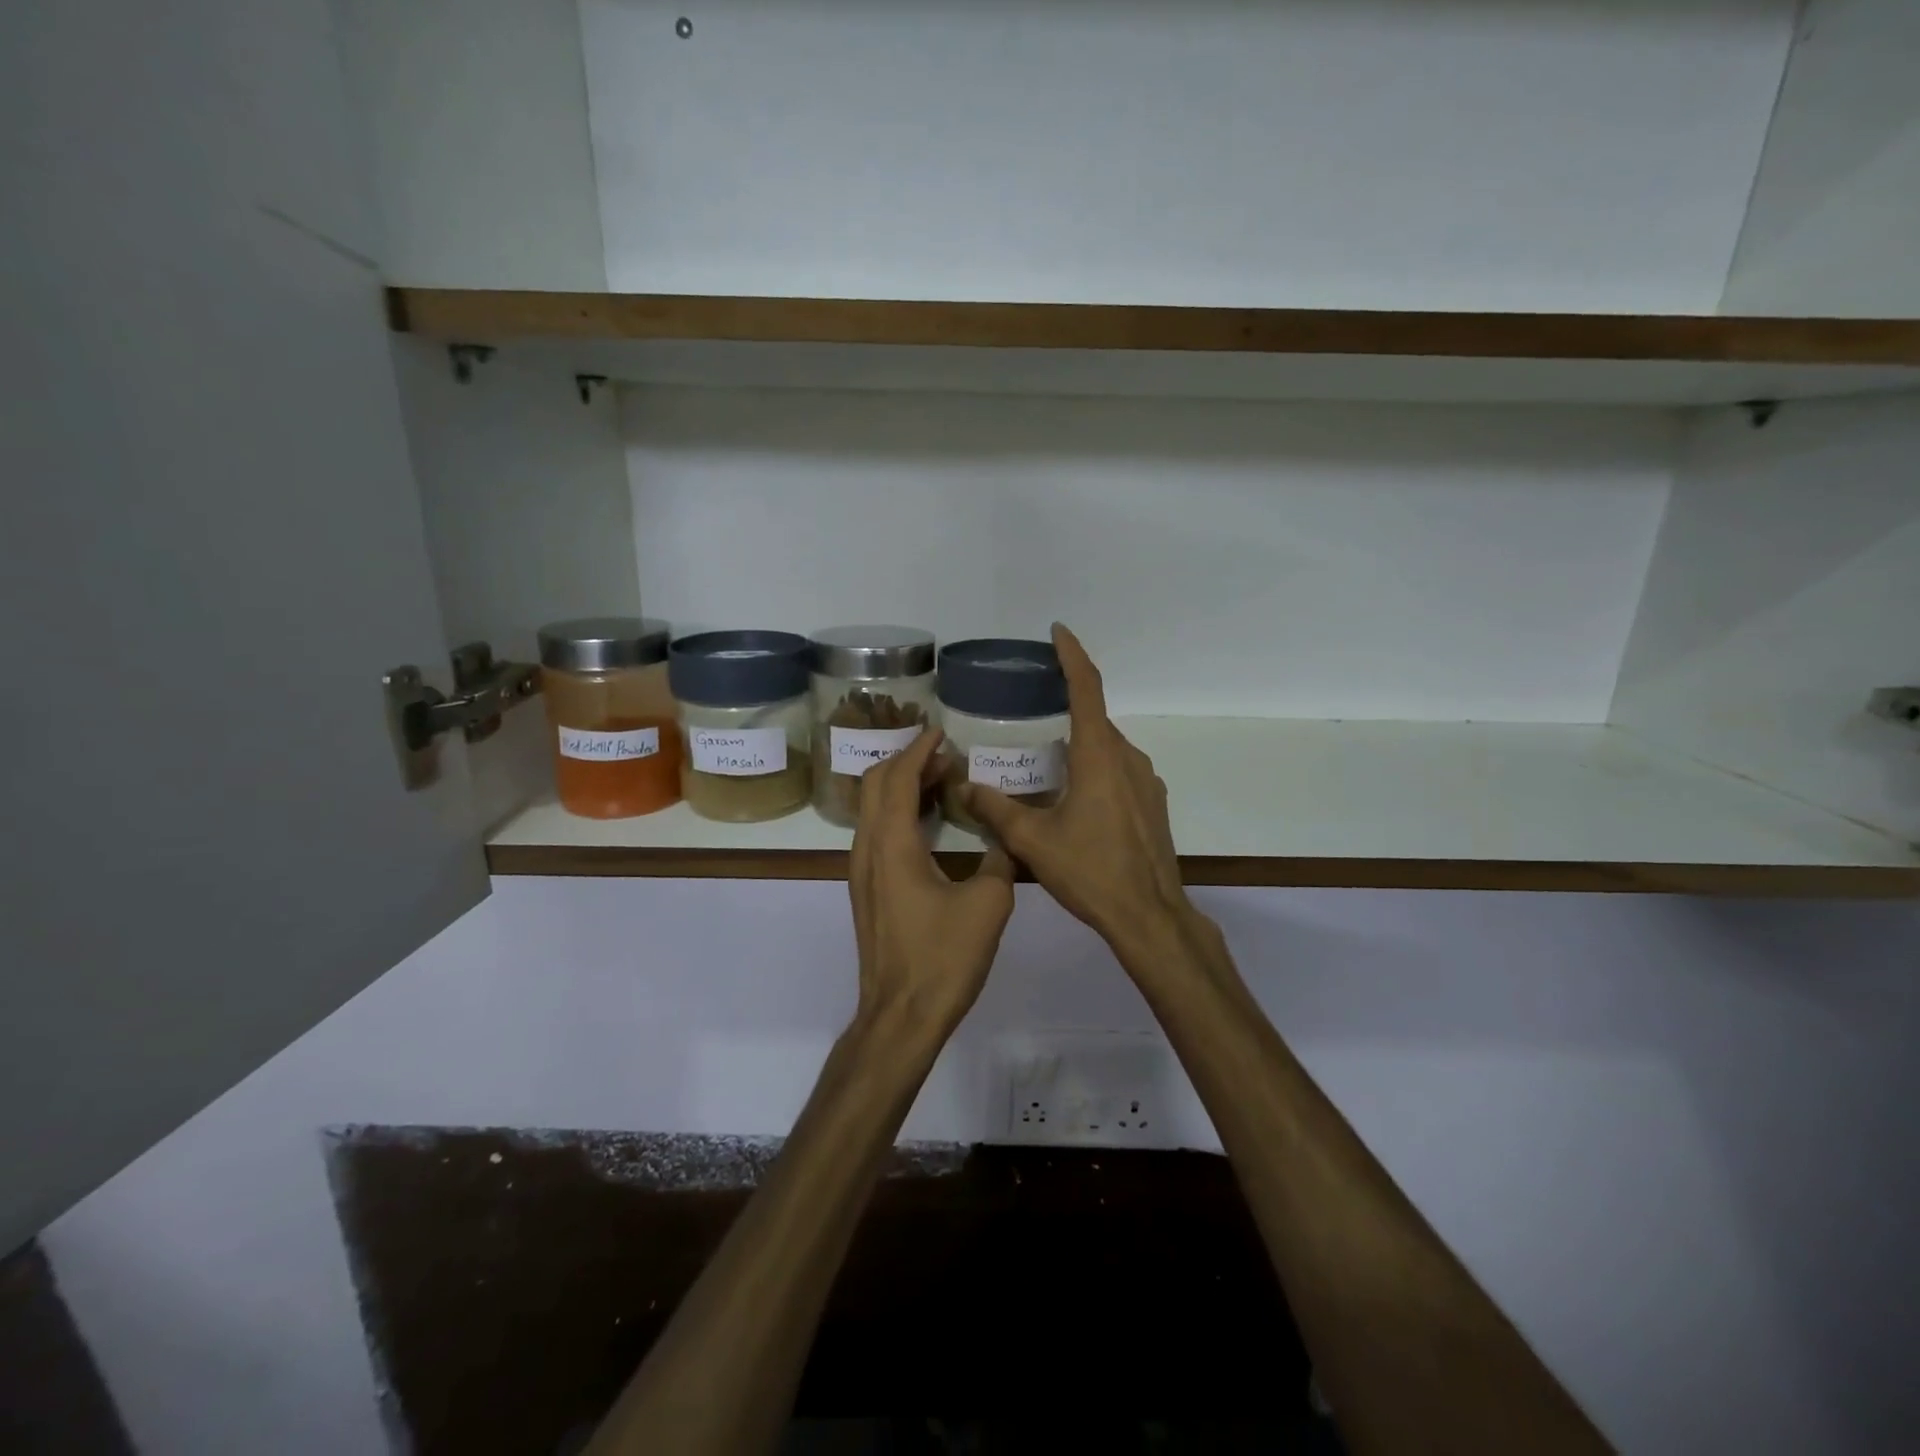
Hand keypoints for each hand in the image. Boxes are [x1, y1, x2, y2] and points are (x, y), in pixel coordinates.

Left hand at [850, 727, 1015, 1040]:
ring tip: (941, 782)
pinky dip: (899, 814)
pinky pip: (877, 833)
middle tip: (945, 756)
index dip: (919, 750)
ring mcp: (862, 871)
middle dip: (907, 761)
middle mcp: (867, 849)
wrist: (901, 1015)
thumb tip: (1007, 838)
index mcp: (892, 844)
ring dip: (902, 787)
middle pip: (875, 785)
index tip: (941, 732)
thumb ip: (1000, 860)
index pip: (897, 777)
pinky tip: (930, 824)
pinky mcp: (867, 891)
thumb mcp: (988, 904)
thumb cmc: (943, 957)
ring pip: (873, 809)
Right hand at [961, 624, 1191, 960]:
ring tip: (1047, 762)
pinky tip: (1075, 798)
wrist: (1149, 915)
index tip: (1058, 632)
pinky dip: (1096, 768)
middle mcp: (1127, 759)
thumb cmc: (1090, 871)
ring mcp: (1146, 782)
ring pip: (1108, 748)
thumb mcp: (1033, 841)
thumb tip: (963, 786)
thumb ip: (995, 809)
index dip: (1072, 655)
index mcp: (1099, 756)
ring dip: (1080, 744)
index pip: (1087, 688)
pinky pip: (1120, 771)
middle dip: (1066, 707)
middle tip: (1032, 712)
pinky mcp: (1152, 804)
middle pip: (1095, 718)